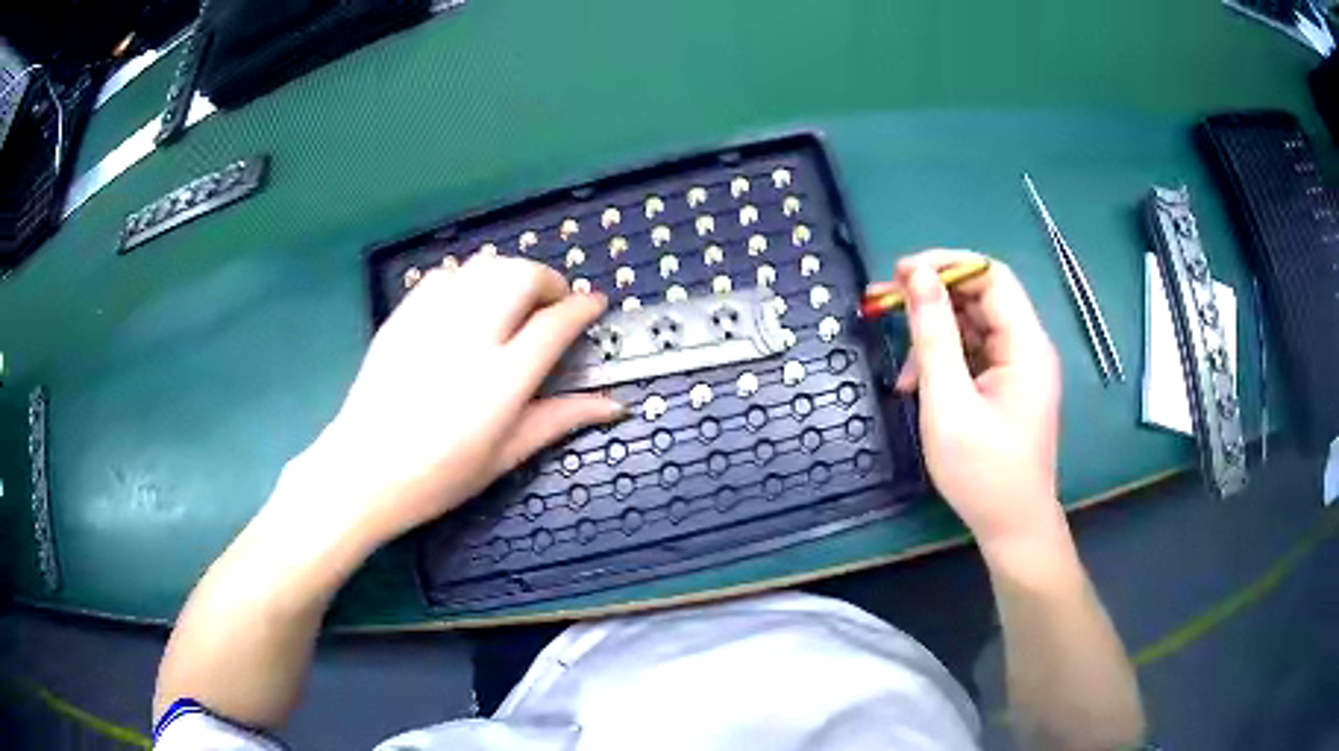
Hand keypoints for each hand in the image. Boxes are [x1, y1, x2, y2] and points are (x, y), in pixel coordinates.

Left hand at [282, 256, 623, 548]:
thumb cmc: (439, 477)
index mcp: (502, 380)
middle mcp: (471, 338)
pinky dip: (468, 279)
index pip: (556, 323)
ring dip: (511, 273)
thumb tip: (615, 405)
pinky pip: (445, 276)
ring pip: (484, 266)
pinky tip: (468, 304)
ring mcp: (432, 321)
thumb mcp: (505, 457)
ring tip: (514, 300)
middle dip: (549, 280)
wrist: (363, 471)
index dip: (583, 307)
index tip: (595, 305)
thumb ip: (559, 420)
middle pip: (522, 276)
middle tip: (552, 304)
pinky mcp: (403, 316)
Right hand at [892, 250, 1064, 554]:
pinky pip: (974, 355)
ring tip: (902, 370)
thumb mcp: (948, 402)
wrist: (1012, 526)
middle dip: (933, 299)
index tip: (902, 274)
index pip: (991, 276)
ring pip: (973, 327)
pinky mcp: (1008, 387)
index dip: (947, 265)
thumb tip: (917, 277)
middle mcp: (1028, 348)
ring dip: (934, 336)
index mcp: (1026, 345)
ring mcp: (1019, 369)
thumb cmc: (982, 472)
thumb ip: (933, 336)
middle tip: (886, 305)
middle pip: (981, 298)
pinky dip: (945, 362)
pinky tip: (918, 386)